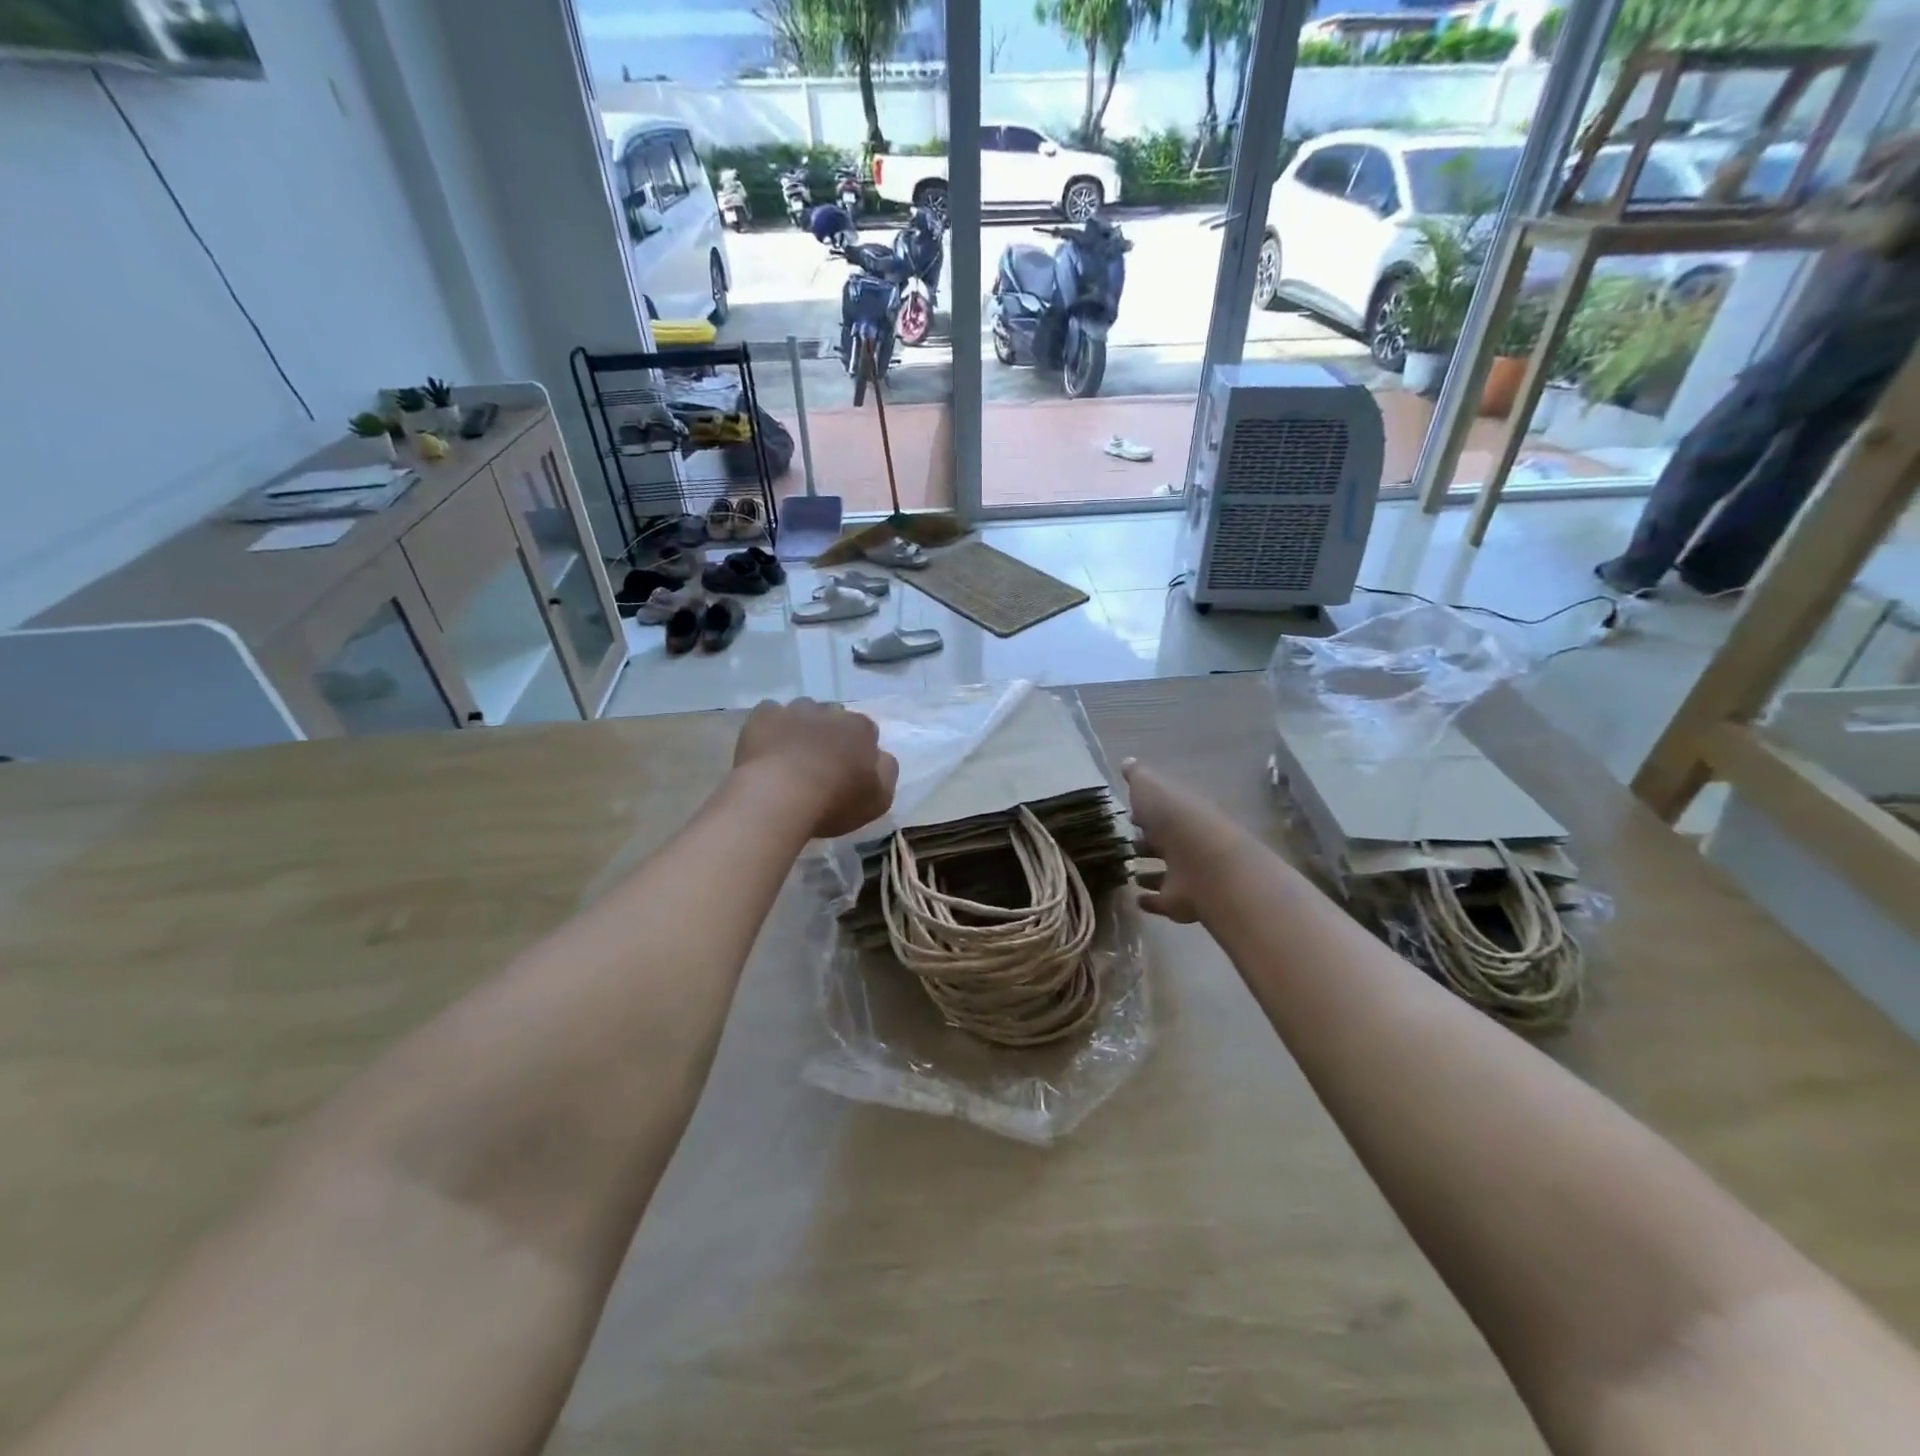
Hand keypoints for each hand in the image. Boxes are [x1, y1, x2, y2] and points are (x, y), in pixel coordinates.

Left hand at [733, 698, 897, 838]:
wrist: (780, 796)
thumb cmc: (834, 801)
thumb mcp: (879, 799)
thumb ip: (886, 772)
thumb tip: (881, 756)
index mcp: (861, 729)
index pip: (866, 730)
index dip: (858, 748)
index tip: (850, 768)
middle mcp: (830, 711)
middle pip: (834, 716)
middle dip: (830, 733)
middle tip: (820, 762)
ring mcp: (795, 710)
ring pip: (802, 711)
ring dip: (801, 726)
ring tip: (790, 755)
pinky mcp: (763, 715)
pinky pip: (770, 713)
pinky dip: (771, 727)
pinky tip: (766, 748)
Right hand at [1123, 758, 1239, 923]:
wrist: (1204, 864)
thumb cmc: (1175, 819)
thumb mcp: (1151, 787)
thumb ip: (1138, 776)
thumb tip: (1127, 762)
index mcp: (1181, 813)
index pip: (1162, 811)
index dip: (1146, 812)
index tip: (1128, 814)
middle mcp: (1186, 842)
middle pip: (1164, 842)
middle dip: (1147, 842)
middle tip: (1125, 844)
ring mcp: (1185, 874)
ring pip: (1164, 872)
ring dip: (1148, 873)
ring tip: (1127, 872)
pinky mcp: (1180, 902)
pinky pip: (1161, 901)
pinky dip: (1149, 900)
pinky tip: (1135, 899)